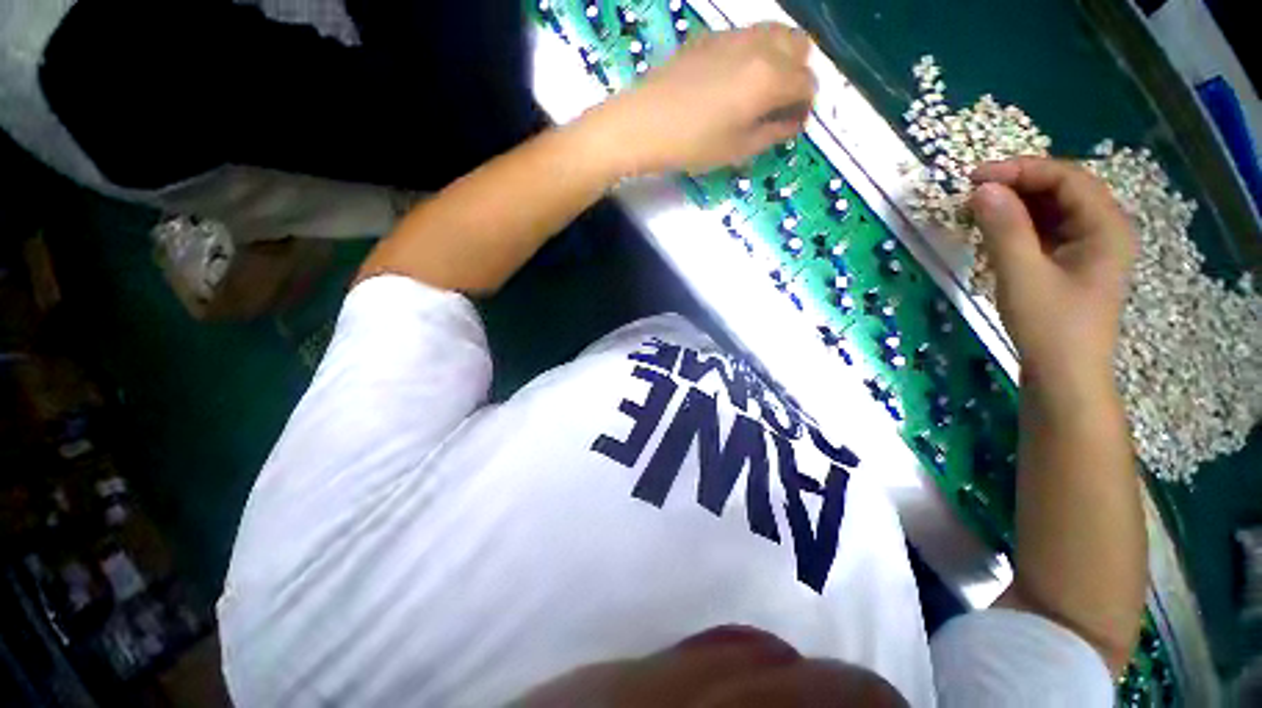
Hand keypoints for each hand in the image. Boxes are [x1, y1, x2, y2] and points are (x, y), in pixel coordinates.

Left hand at [594, 23, 816, 175]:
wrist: (644, 124)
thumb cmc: (693, 145)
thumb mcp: (738, 149)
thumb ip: (773, 132)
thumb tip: (793, 122)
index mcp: (771, 78)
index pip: (808, 83)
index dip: (804, 107)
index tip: (790, 125)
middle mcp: (760, 47)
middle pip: (801, 47)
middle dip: (798, 74)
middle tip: (778, 104)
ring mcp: (734, 35)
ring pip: (775, 33)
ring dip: (779, 58)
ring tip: (759, 90)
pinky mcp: (710, 36)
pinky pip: (746, 36)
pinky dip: (753, 53)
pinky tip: (732, 79)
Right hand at [970, 158, 1136, 379]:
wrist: (1064, 375)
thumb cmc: (1049, 326)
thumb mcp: (1021, 275)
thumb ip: (1004, 228)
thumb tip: (982, 189)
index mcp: (1106, 226)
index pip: (1067, 177)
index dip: (1021, 170)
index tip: (974, 178)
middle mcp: (1105, 229)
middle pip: (1063, 189)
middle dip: (1017, 185)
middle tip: (972, 193)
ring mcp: (1091, 246)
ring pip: (1054, 208)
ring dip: (1016, 204)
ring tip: (977, 210)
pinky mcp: (1073, 262)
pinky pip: (1048, 229)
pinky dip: (1020, 224)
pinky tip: (995, 230)